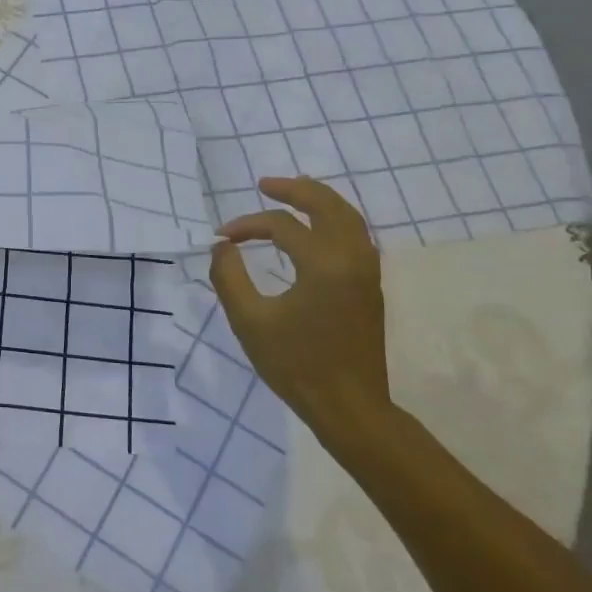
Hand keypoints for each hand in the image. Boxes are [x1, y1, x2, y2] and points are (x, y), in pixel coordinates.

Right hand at [210, 177, 390, 432]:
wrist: (349, 406)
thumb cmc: (295, 364)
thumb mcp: (249, 321)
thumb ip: (229, 277)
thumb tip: (222, 247)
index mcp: (323, 264)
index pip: (281, 226)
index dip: (246, 225)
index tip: (221, 238)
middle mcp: (352, 258)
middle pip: (328, 205)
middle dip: (296, 190)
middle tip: (266, 184)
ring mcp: (367, 272)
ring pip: (349, 218)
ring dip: (320, 201)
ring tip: (293, 194)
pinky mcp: (370, 287)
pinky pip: (356, 236)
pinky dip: (335, 220)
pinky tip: (316, 230)